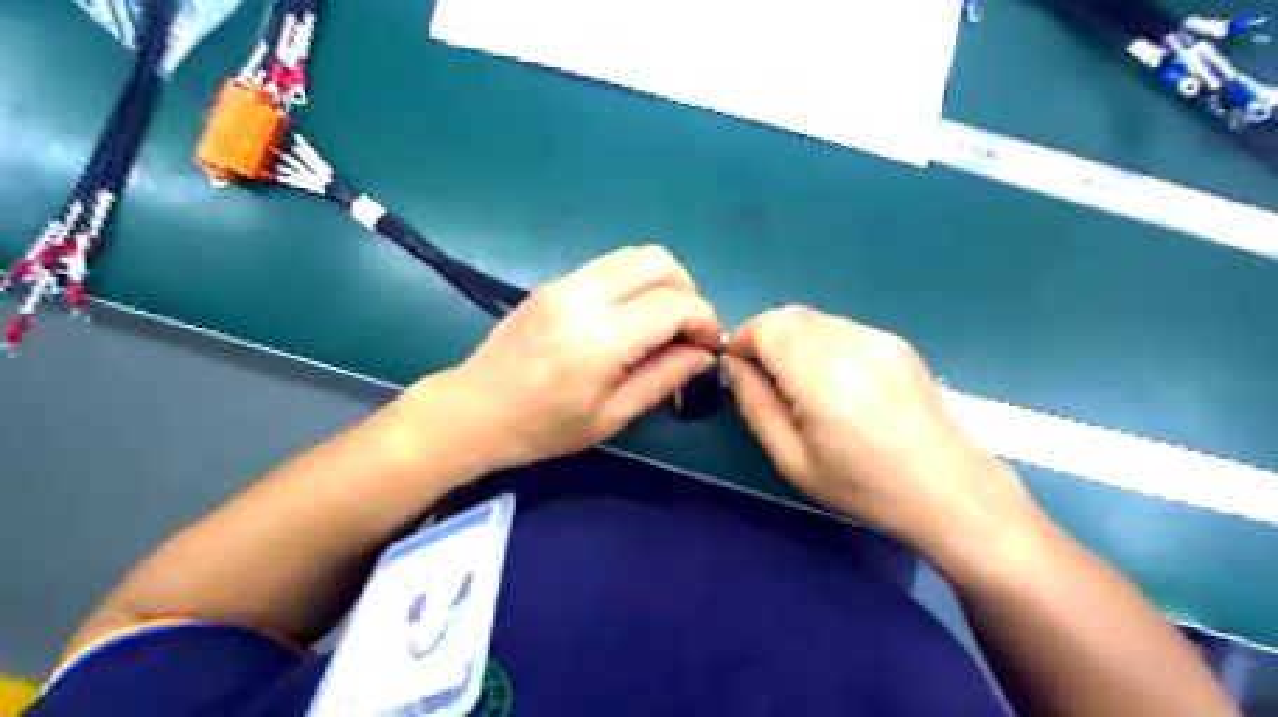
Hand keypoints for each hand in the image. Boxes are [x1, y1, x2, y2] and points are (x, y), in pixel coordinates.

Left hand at [415, 248, 722, 476]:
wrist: (474, 410)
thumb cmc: (543, 428)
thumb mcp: (611, 416)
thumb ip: (664, 379)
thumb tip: (704, 354)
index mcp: (600, 340)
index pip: (675, 305)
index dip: (705, 321)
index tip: (709, 346)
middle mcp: (584, 297)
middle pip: (659, 263)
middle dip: (688, 293)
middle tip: (685, 331)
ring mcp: (565, 283)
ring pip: (636, 255)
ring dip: (663, 283)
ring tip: (660, 322)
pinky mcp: (554, 281)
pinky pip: (611, 265)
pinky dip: (635, 282)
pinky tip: (629, 316)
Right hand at [724, 308, 1042, 566]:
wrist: (947, 488)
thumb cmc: (862, 485)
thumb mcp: (792, 459)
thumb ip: (755, 405)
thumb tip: (736, 366)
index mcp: (827, 380)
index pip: (770, 326)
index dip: (744, 338)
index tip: (738, 366)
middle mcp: (856, 346)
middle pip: (790, 314)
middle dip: (765, 336)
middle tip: (765, 376)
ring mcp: (882, 339)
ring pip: (815, 318)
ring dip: (793, 339)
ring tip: (802, 382)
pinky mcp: (897, 341)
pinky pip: (841, 327)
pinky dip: (821, 343)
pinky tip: (836, 381)